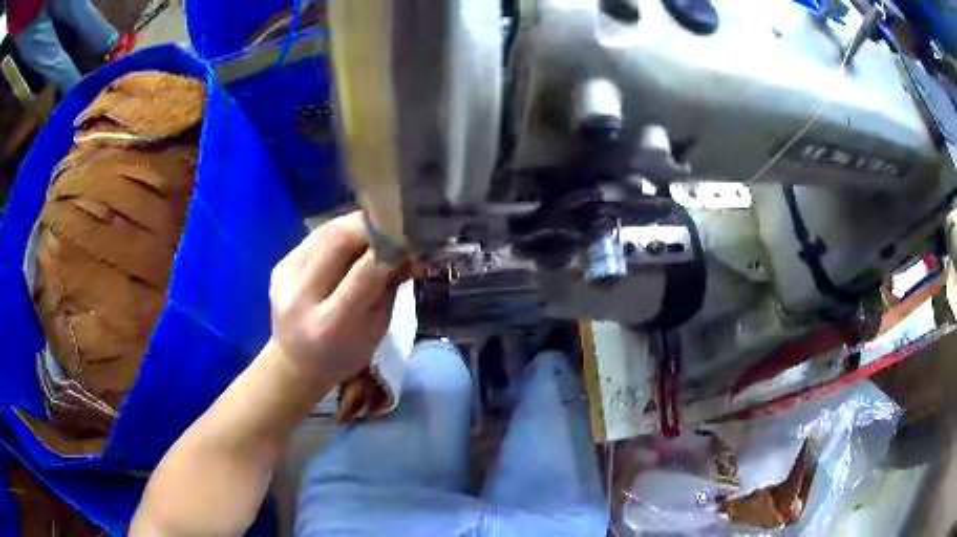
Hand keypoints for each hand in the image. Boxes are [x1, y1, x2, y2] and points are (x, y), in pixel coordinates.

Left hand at [268, 212, 408, 386]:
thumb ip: (389, 289)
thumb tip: (410, 251)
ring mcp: (285, 280)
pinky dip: (336, 233)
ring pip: (325, 232)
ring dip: (354, 224)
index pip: (365, 273)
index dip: (390, 251)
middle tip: (393, 224)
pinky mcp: (279, 267)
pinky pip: (313, 238)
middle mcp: (302, 298)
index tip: (410, 242)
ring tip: (375, 227)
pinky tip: (349, 239)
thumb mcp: (376, 330)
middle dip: (371, 227)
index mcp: (330, 324)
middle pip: (339, 241)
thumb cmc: (344, 354)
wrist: (296, 363)